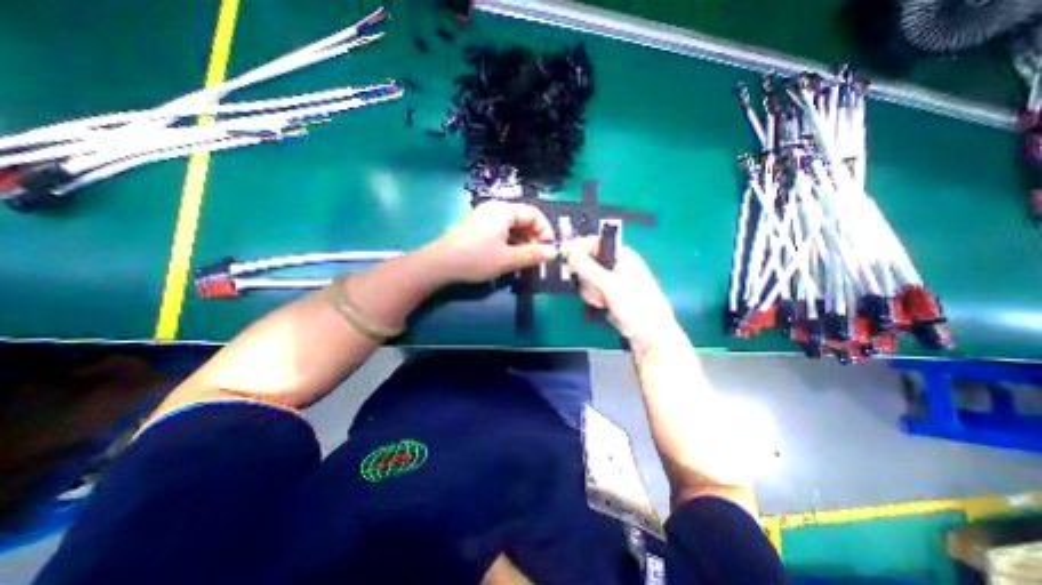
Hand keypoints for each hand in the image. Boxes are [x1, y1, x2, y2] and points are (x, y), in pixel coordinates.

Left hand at [424, 199, 557, 282]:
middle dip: (533, 237)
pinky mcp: (476, 227)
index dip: (545, 230)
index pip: (533, 213)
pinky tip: (508, 257)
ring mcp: (483, 217)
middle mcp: (494, 209)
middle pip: (522, 218)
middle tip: (536, 257)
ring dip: (522, 242)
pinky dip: (509, 242)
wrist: (439, 264)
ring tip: (523, 260)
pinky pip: (500, 231)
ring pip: (511, 226)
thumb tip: (553, 252)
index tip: (548, 249)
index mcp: (503, 211)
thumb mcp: (507, 259)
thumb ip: (532, 254)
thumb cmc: (476, 259)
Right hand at [562, 238, 676, 338]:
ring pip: (585, 277)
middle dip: (585, 275)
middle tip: (591, 285)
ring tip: (601, 299)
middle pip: (586, 261)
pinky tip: (601, 304)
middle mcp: (614, 263)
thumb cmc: (635, 303)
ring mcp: (610, 279)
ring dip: (589, 289)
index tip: (563, 257)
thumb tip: (567, 252)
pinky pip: (589, 289)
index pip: (593, 243)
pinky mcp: (606, 292)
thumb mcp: (608, 283)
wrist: (648, 332)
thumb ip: (586, 267)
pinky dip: (592, 296)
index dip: (577, 248)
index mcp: (621, 254)